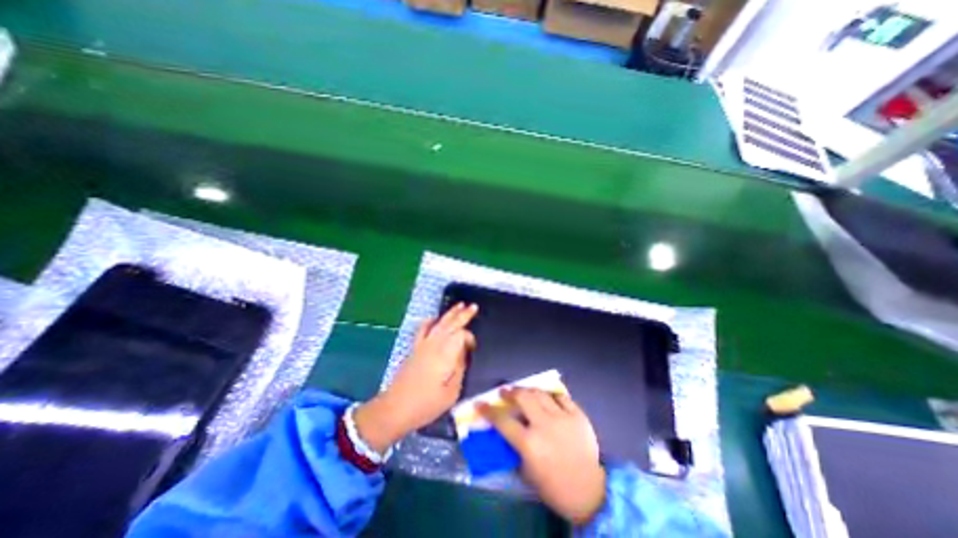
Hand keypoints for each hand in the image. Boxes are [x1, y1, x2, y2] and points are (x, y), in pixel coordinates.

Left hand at [353, 302, 477, 453]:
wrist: (395, 408)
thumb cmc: (426, 404)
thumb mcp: (451, 392)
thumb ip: (460, 369)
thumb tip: (464, 353)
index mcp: (445, 355)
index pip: (460, 335)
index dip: (469, 338)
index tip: (473, 349)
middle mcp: (434, 345)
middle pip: (450, 324)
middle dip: (463, 314)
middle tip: (473, 306)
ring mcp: (422, 345)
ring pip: (438, 323)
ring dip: (450, 313)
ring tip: (460, 305)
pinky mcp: (414, 348)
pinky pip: (422, 329)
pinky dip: (430, 321)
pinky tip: (434, 318)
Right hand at [479, 387, 604, 525]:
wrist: (591, 492)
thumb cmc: (555, 488)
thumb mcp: (527, 472)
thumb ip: (515, 449)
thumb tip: (507, 430)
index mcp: (530, 444)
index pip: (503, 421)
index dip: (488, 411)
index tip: (480, 403)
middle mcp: (544, 425)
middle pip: (523, 398)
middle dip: (510, 392)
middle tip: (504, 392)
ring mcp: (563, 417)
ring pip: (540, 393)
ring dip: (528, 390)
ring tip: (523, 391)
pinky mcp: (578, 415)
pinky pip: (561, 396)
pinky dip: (551, 395)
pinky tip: (547, 397)